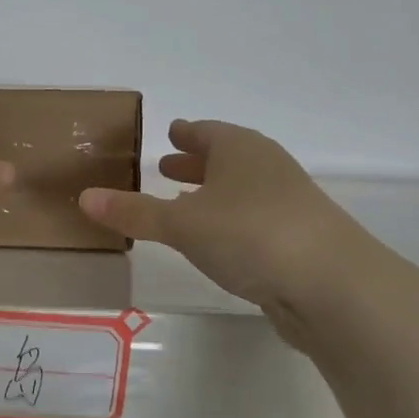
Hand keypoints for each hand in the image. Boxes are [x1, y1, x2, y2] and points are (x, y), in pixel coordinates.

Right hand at [78, 119, 377, 325]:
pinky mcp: (298, 239)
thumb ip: (134, 211)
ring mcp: (287, 203)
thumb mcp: (182, 223)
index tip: (168, 132)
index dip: (185, 133)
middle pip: (226, 158)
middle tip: (165, 166)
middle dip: (195, 163)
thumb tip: (84, 197)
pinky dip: (228, 221)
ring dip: (212, 194)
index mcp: (240, 150)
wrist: (334, 286)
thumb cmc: (251, 234)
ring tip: (183, 203)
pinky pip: (251, 219)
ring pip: (240, 190)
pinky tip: (216, 241)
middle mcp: (267, 168)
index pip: (207, 132)